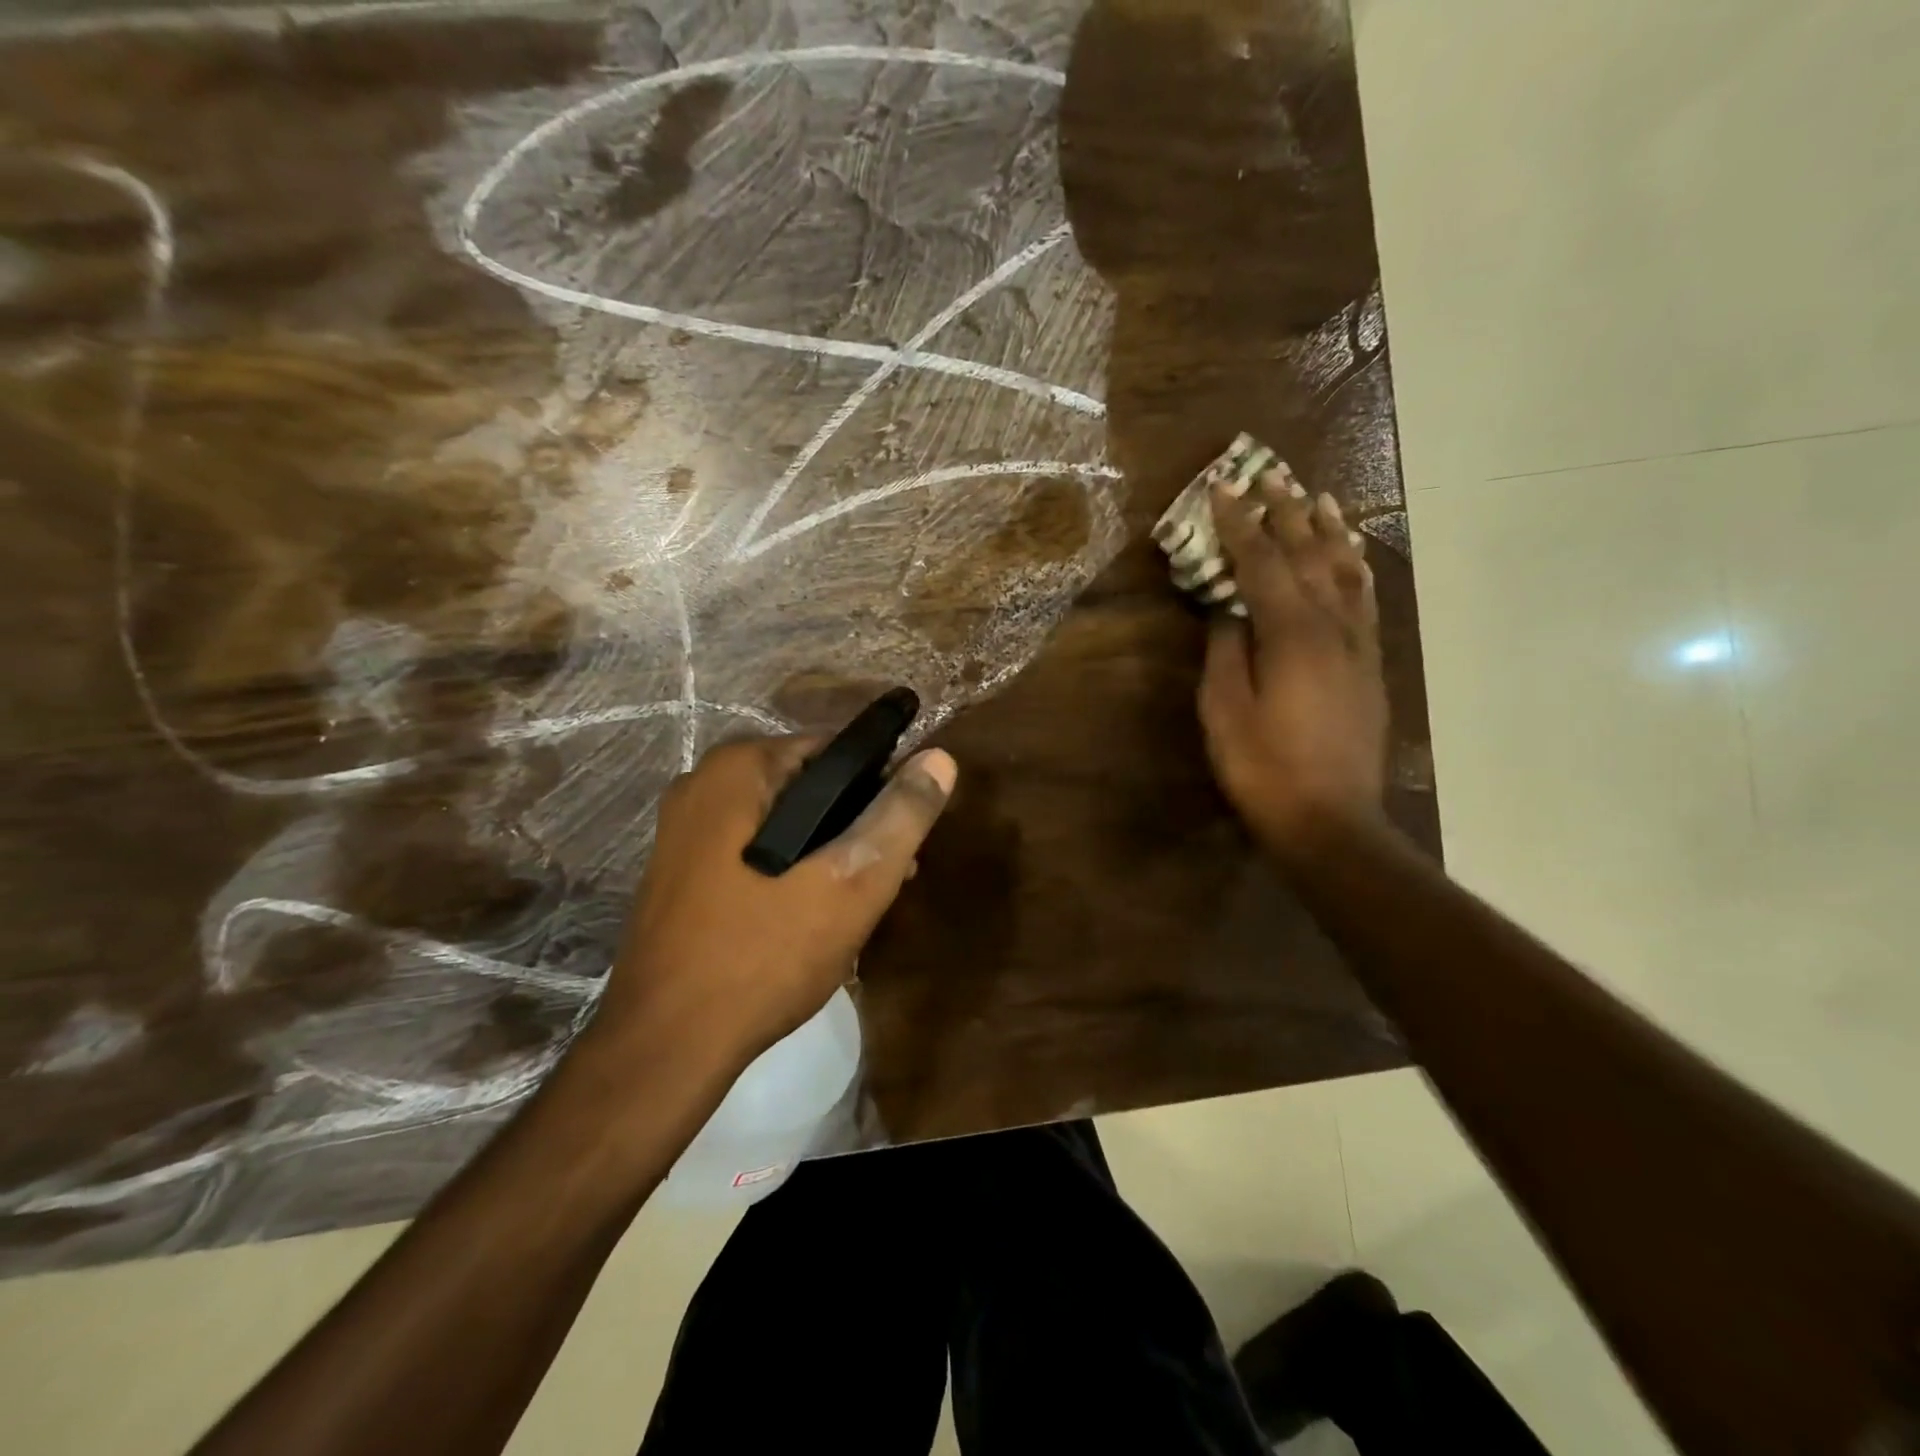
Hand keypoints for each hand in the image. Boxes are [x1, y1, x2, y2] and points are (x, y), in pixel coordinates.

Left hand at [593, 735, 957, 1065]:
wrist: (666, 1046)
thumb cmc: (762, 955)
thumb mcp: (850, 884)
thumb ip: (901, 816)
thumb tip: (940, 758)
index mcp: (738, 768)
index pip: (837, 752)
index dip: (883, 791)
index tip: (903, 843)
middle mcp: (702, 785)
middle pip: (809, 789)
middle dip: (855, 829)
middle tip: (888, 881)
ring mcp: (683, 831)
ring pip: (783, 825)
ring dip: (827, 856)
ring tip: (857, 907)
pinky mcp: (680, 874)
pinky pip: (754, 853)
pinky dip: (791, 872)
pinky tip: (811, 919)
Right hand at [1199, 471, 1388, 858]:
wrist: (1331, 819)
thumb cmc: (1264, 768)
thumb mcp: (1224, 711)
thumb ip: (1225, 652)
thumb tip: (1227, 611)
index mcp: (1291, 635)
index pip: (1262, 564)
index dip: (1241, 524)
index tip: (1224, 488)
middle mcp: (1332, 627)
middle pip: (1310, 556)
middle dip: (1287, 513)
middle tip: (1271, 475)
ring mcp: (1358, 646)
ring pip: (1346, 572)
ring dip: (1329, 532)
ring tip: (1318, 498)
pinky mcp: (1370, 667)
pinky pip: (1365, 602)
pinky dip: (1356, 569)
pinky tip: (1351, 558)